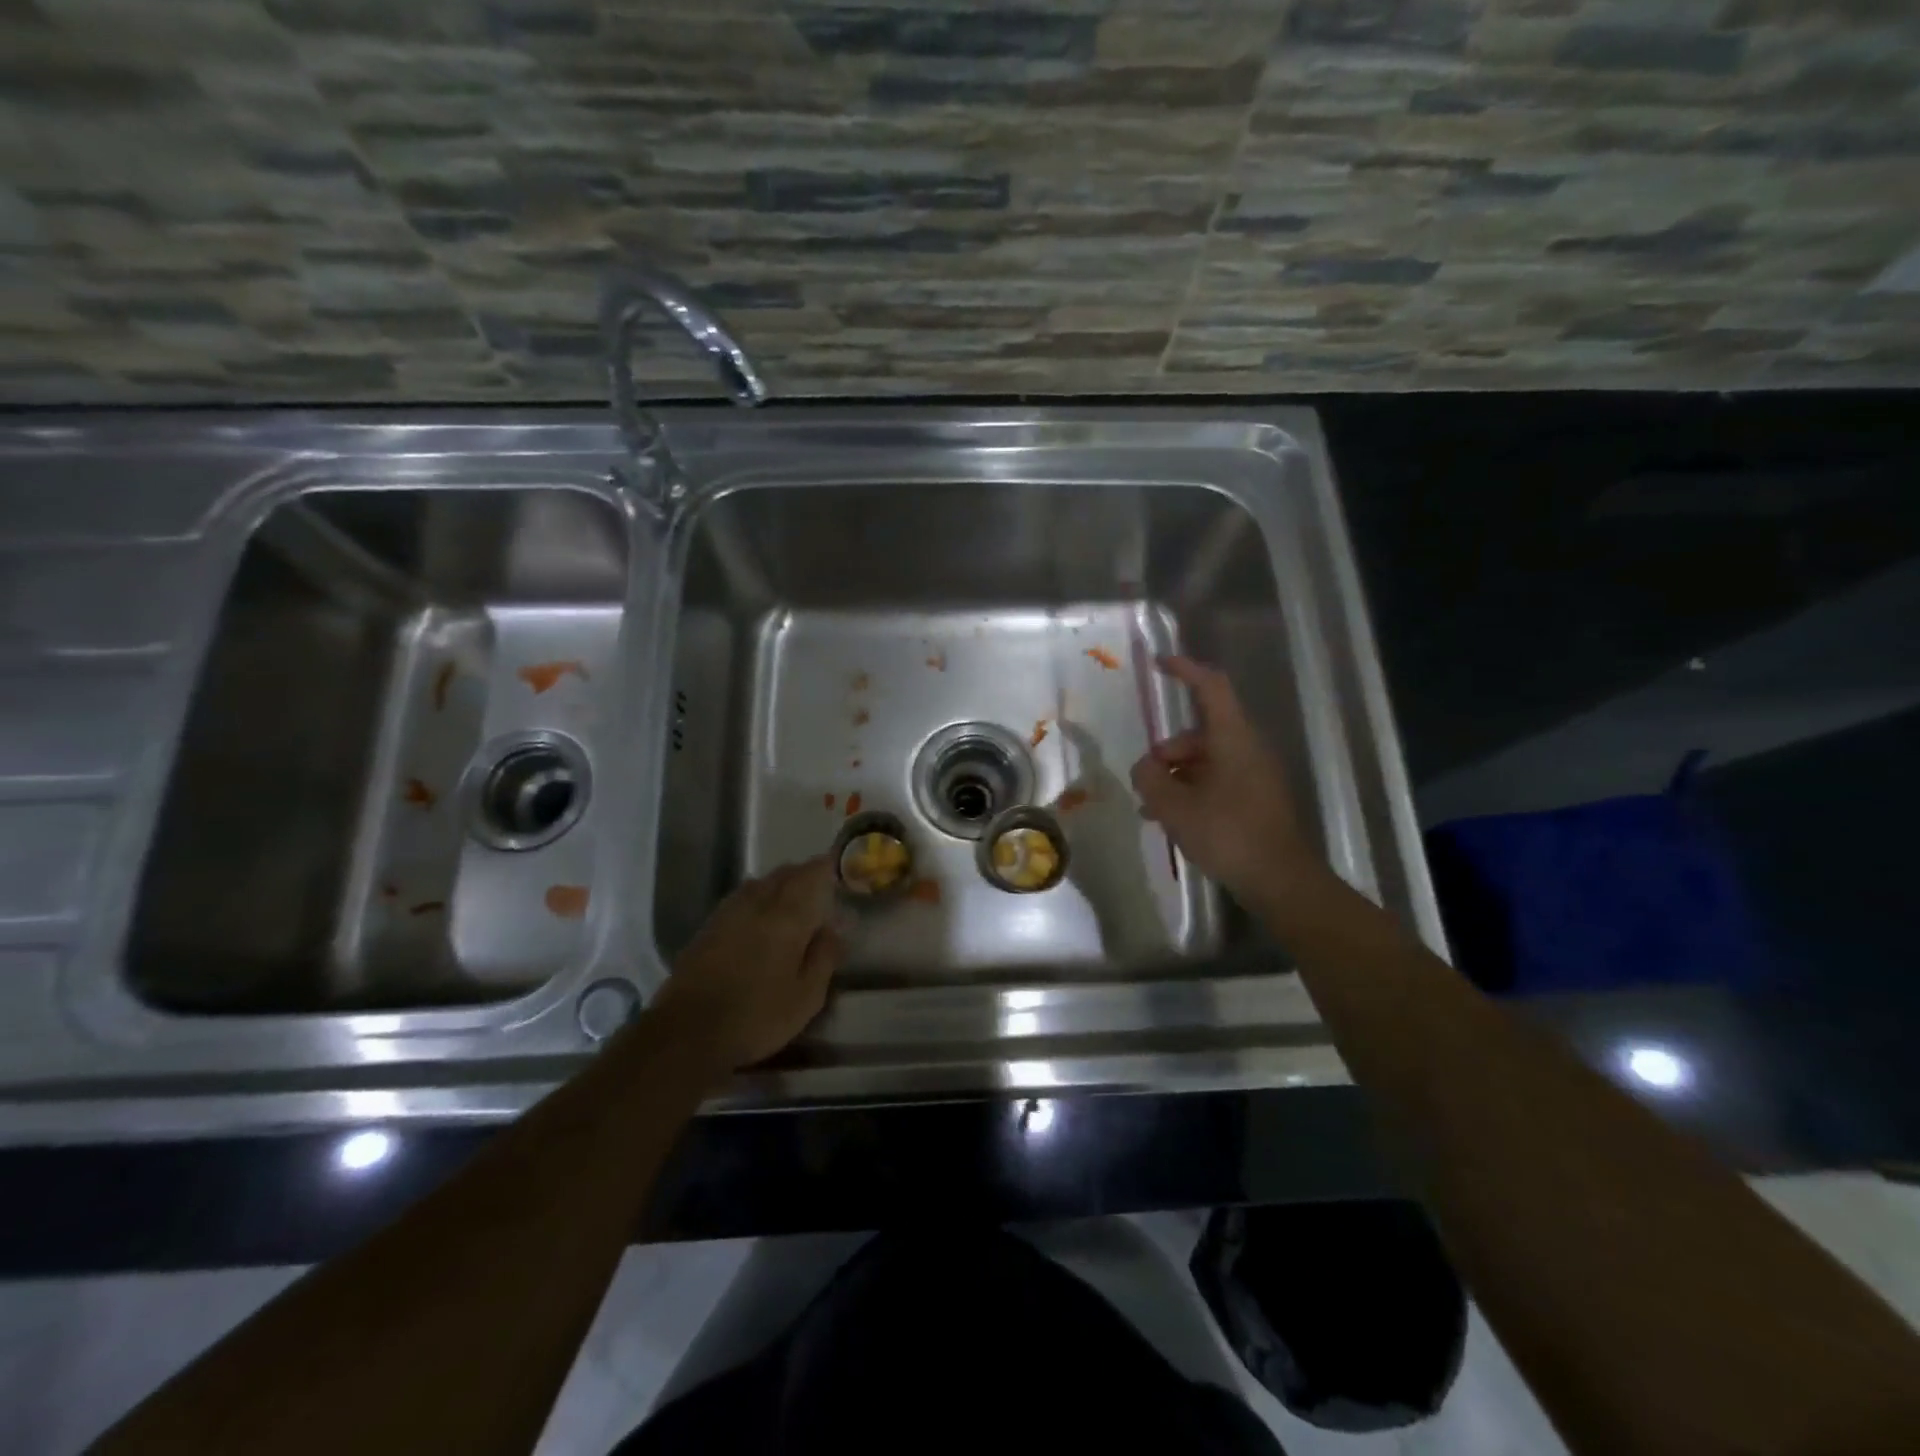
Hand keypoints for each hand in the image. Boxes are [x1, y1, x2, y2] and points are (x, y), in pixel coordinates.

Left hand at [652, 857, 842, 1072]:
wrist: (687, 1033)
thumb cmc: (756, 1016)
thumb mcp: (806, 996)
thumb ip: (824, 957)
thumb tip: (834, 930)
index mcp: (787, 916)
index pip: (810, 876)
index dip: (825, 867)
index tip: (836, 867)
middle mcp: (757, 904)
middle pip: (783, 875)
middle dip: (803, 874)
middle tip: (818, 885)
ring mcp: (728, 913)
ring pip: (759, 884)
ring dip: (778, 884)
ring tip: (791, 898)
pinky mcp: (707, 928)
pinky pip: (740, 898)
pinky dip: (757, 898)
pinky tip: (758, 916)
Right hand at [1129, 655, 1319, 905]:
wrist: (1281, 881)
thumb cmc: (1228, 834)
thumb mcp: (1175, 807)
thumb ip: (1151, 779)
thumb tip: (1144, 768)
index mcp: (1232, 739)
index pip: (1210, 687)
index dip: (1185, 670)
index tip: (1159, 663)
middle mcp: (1247, 749)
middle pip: (1200, 732)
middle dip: (1167, 750)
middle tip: (1145, 779)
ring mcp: (1254, 775)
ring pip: (1206, 761)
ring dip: (1176, 776)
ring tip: (1151, 807)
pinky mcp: (1255, 800)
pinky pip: (1216, 782)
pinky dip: (1192, 791)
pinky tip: (1171, 820)